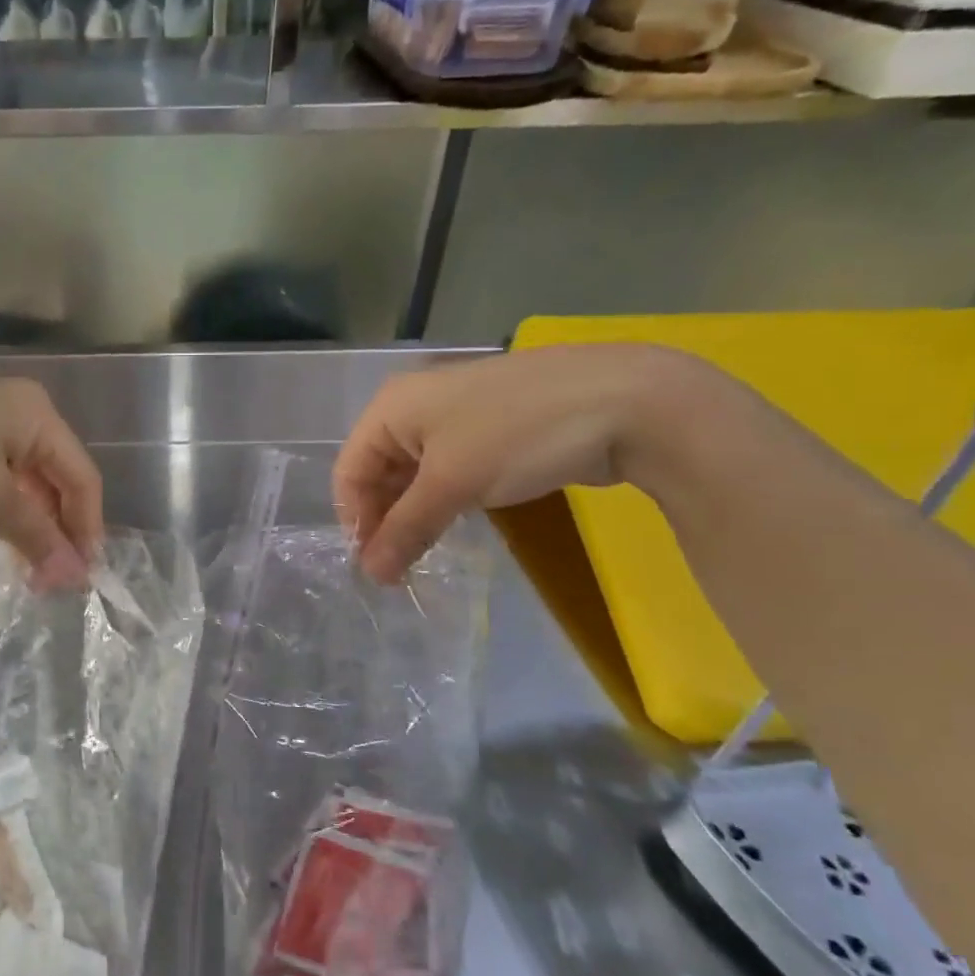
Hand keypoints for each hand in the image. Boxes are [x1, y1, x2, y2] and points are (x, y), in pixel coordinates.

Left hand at [0, 374, 103, 587]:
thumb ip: (36, 536)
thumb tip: (76, 575)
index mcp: (35, 414)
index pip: (81, 477)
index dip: (87, 529)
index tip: (82, 579)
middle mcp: (14, 407)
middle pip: (53, 476)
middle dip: (55, 529)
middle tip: (49, 580)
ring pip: (20, 477)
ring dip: (26, 522)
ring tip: (22, 567)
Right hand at [334, 344, 711, 582]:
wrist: (625, 400)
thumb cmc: (516, 435)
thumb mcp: (452, 484)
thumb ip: (405, 529)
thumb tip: (371, 575)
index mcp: (391, 407)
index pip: (349, 470)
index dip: (355, 520)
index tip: (372, 567)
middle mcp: (414, 408)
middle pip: (378, 471)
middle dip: (383, 520)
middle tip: (396, 569)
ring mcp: (454, 418)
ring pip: (414, 474)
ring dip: (412, 515)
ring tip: (419, 557)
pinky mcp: (489, 432)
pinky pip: (448, 472)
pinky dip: (442, 502)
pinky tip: (450, 529)